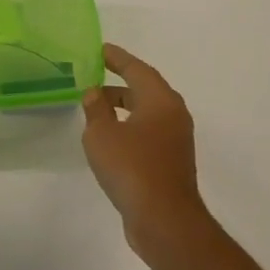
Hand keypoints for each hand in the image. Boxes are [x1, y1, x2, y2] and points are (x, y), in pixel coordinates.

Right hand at [82, 43, 207, 257]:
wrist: (164, 220)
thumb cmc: (132, 168)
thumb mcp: (102, 134)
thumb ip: (96, 109)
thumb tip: (95, 93)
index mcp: (161, 100)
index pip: (137, 69)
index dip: (117, 58)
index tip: (100, 49)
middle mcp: (174, 115)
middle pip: (145, 89)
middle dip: (119, 83)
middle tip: (93, 78)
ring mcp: (176, 140)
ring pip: (147, 113)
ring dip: (123, 107)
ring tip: (95, 109)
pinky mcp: (171, 162)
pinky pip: (148, 133)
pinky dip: (129, 127)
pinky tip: (109, 139)